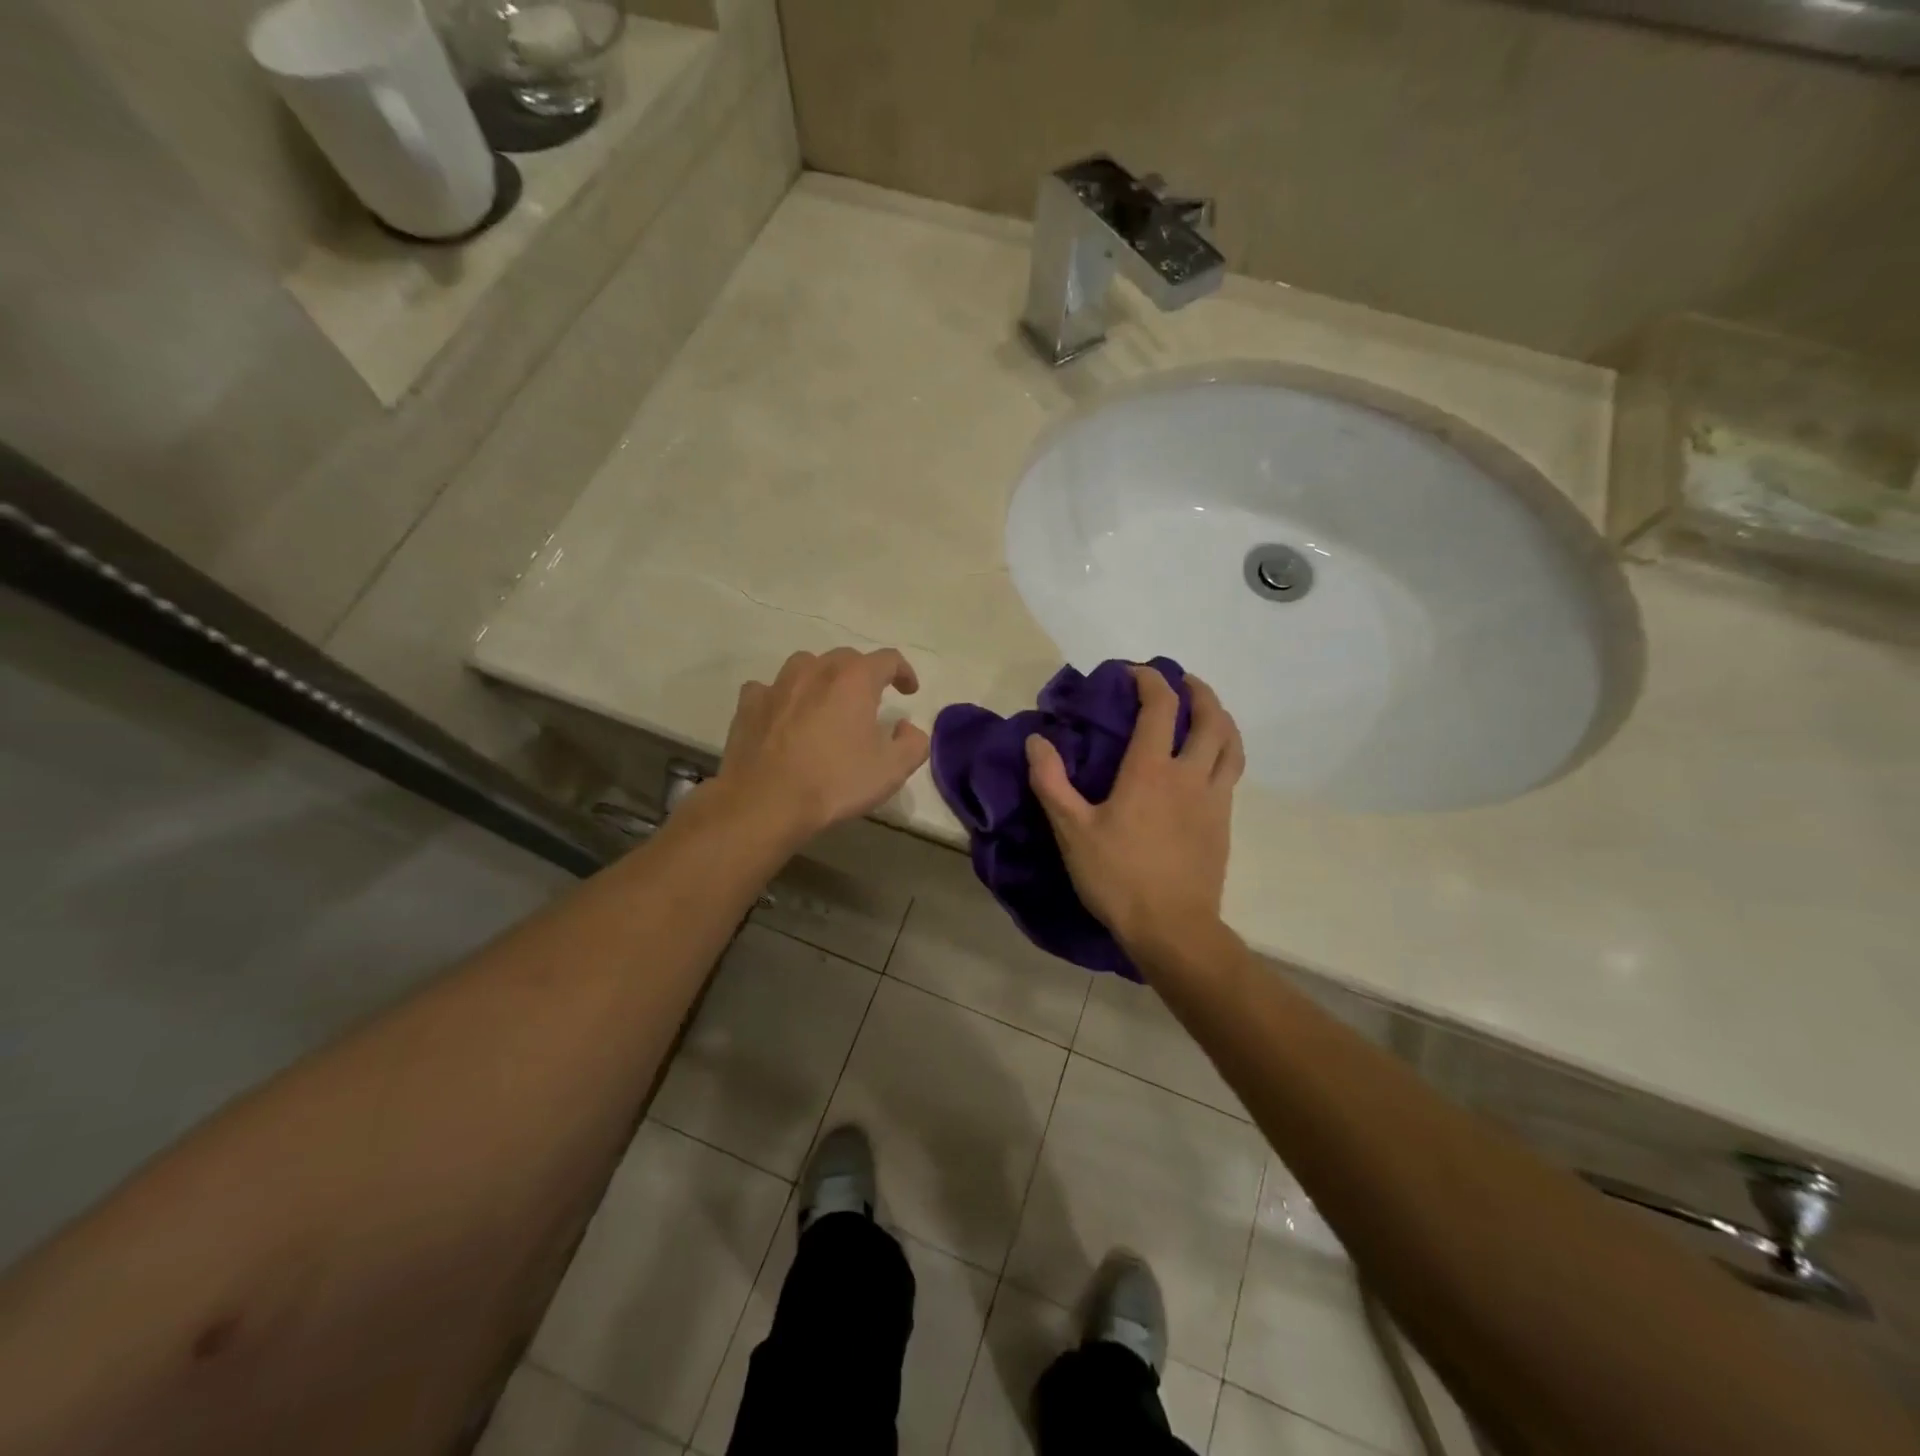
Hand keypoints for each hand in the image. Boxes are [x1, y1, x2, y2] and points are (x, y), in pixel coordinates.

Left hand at [716, 647, 929, 842]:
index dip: (904, 672)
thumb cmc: (835, 782)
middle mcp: (816, 671)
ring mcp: (777, 685)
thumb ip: (913, 743)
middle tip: (870, 701)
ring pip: (806, 666)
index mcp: (855, 679)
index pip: (888, 659)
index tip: (908, 691)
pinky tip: (784, 715)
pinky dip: (782, 697)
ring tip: (826, 702)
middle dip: (863, 674)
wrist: (766, 802)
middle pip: (846, 658)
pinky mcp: (749, 705)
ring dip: (822, 678)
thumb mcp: (892, 770)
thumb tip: (905, 727)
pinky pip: (769, 689)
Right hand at [1026, 666, 1243, 960]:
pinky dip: (1224, 752)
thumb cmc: (1118, 877)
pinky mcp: (1224, 823)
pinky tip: (1209, 763)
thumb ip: (1051, 782)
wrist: (1173, 929)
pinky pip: (1231, 774)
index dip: (1150, 681)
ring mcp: (1214, 799)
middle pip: (1211, 719)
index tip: (1134, 673)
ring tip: (1207, 713)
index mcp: (1151, 771)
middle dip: (1198, 691)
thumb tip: (1036, 741)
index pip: (1159, 708)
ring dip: (1221, 719)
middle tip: (1182, 682)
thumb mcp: (1072, 831)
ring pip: (1231, 745)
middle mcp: (1190, 775)